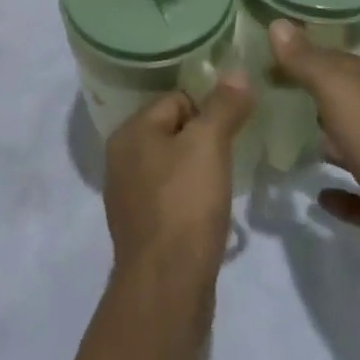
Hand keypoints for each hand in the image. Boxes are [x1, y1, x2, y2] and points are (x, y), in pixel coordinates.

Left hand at [103, 75, 254, 283]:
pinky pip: (170, 198)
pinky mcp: (142, 229)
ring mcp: (128, 196)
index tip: (233, 129)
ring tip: (223, 185)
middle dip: (203, 140)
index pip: (176, 99)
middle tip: (231, 156)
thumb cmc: (184, 204)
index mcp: (129, 132)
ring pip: (172, 166)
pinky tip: (208, 214)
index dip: (208, 111)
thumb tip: (238, 71)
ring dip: (198, 171)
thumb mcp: (209, 145)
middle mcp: (121, 159)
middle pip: (173, 131)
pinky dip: (190, 200)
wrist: (166, 288)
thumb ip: (224, 105)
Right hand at [269, 21, 359, 280]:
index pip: (345, 62)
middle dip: (319, 99)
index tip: (274, 63)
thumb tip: (277, 24)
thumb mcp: (337, 88)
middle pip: (352, 101)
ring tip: (293, 141)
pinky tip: (319, 194)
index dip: (309, 59)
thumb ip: (306, 59)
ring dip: (331, 143)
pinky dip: (341, 191)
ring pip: (359, 145)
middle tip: (278, 98)